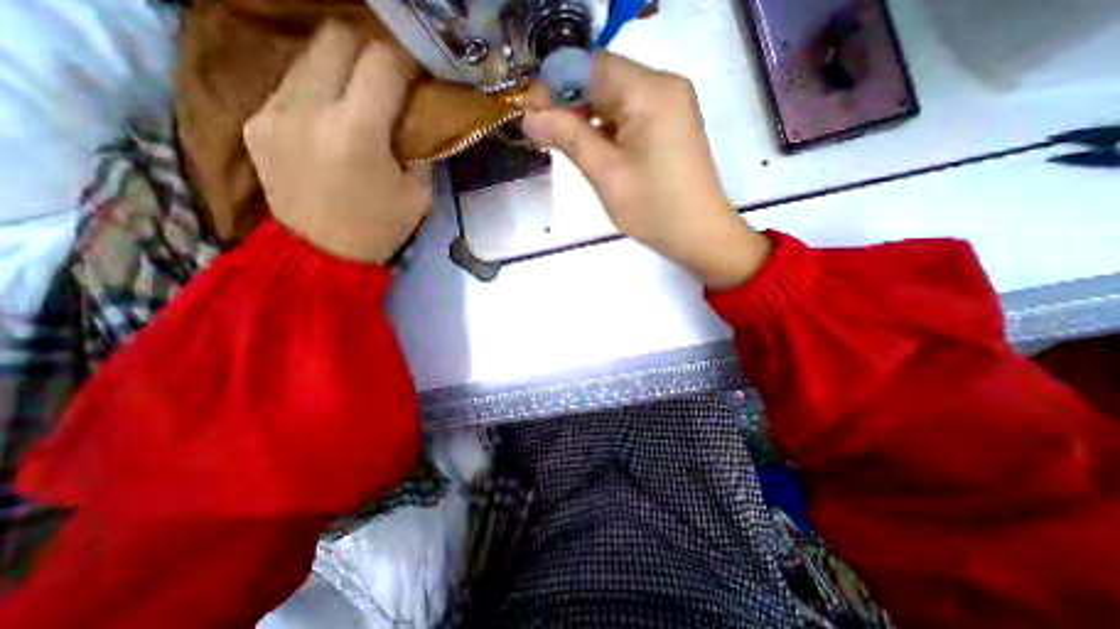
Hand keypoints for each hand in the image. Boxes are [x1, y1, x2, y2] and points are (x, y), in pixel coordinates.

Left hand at [243, 21, 430, 264]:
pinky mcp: (255, 121)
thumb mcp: (419, 194)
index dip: (406, 59)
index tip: (419, 73)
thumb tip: (421, 117)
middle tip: (391, 75)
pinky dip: (319, 89)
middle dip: (371, 48)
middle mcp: (308, 108)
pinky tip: (332, 117)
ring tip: (362, 95)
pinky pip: (291, 84)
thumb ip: (421, 148)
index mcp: (357, 132)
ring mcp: (273, 111)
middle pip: (337, 38)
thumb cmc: (380, 229)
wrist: (322, 255)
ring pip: (309, 55)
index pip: (382, 62)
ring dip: (342, 67)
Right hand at [519, 53, 764, 288]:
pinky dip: (605, 124)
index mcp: (650, 92)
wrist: (700, 234)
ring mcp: (671, 104)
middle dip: (568, 99)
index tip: (528, 112)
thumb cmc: (654, 210)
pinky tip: (590, 143)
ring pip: (615, 95)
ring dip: (585, 113)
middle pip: (604, 77)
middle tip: (540, 129)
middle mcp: (664, 86)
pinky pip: (630, 112)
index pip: (591, 68)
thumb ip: (569, 138)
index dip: (554, 85)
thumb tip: (530, 117)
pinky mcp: (671, 122)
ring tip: (560, 139)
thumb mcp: (606, 174)